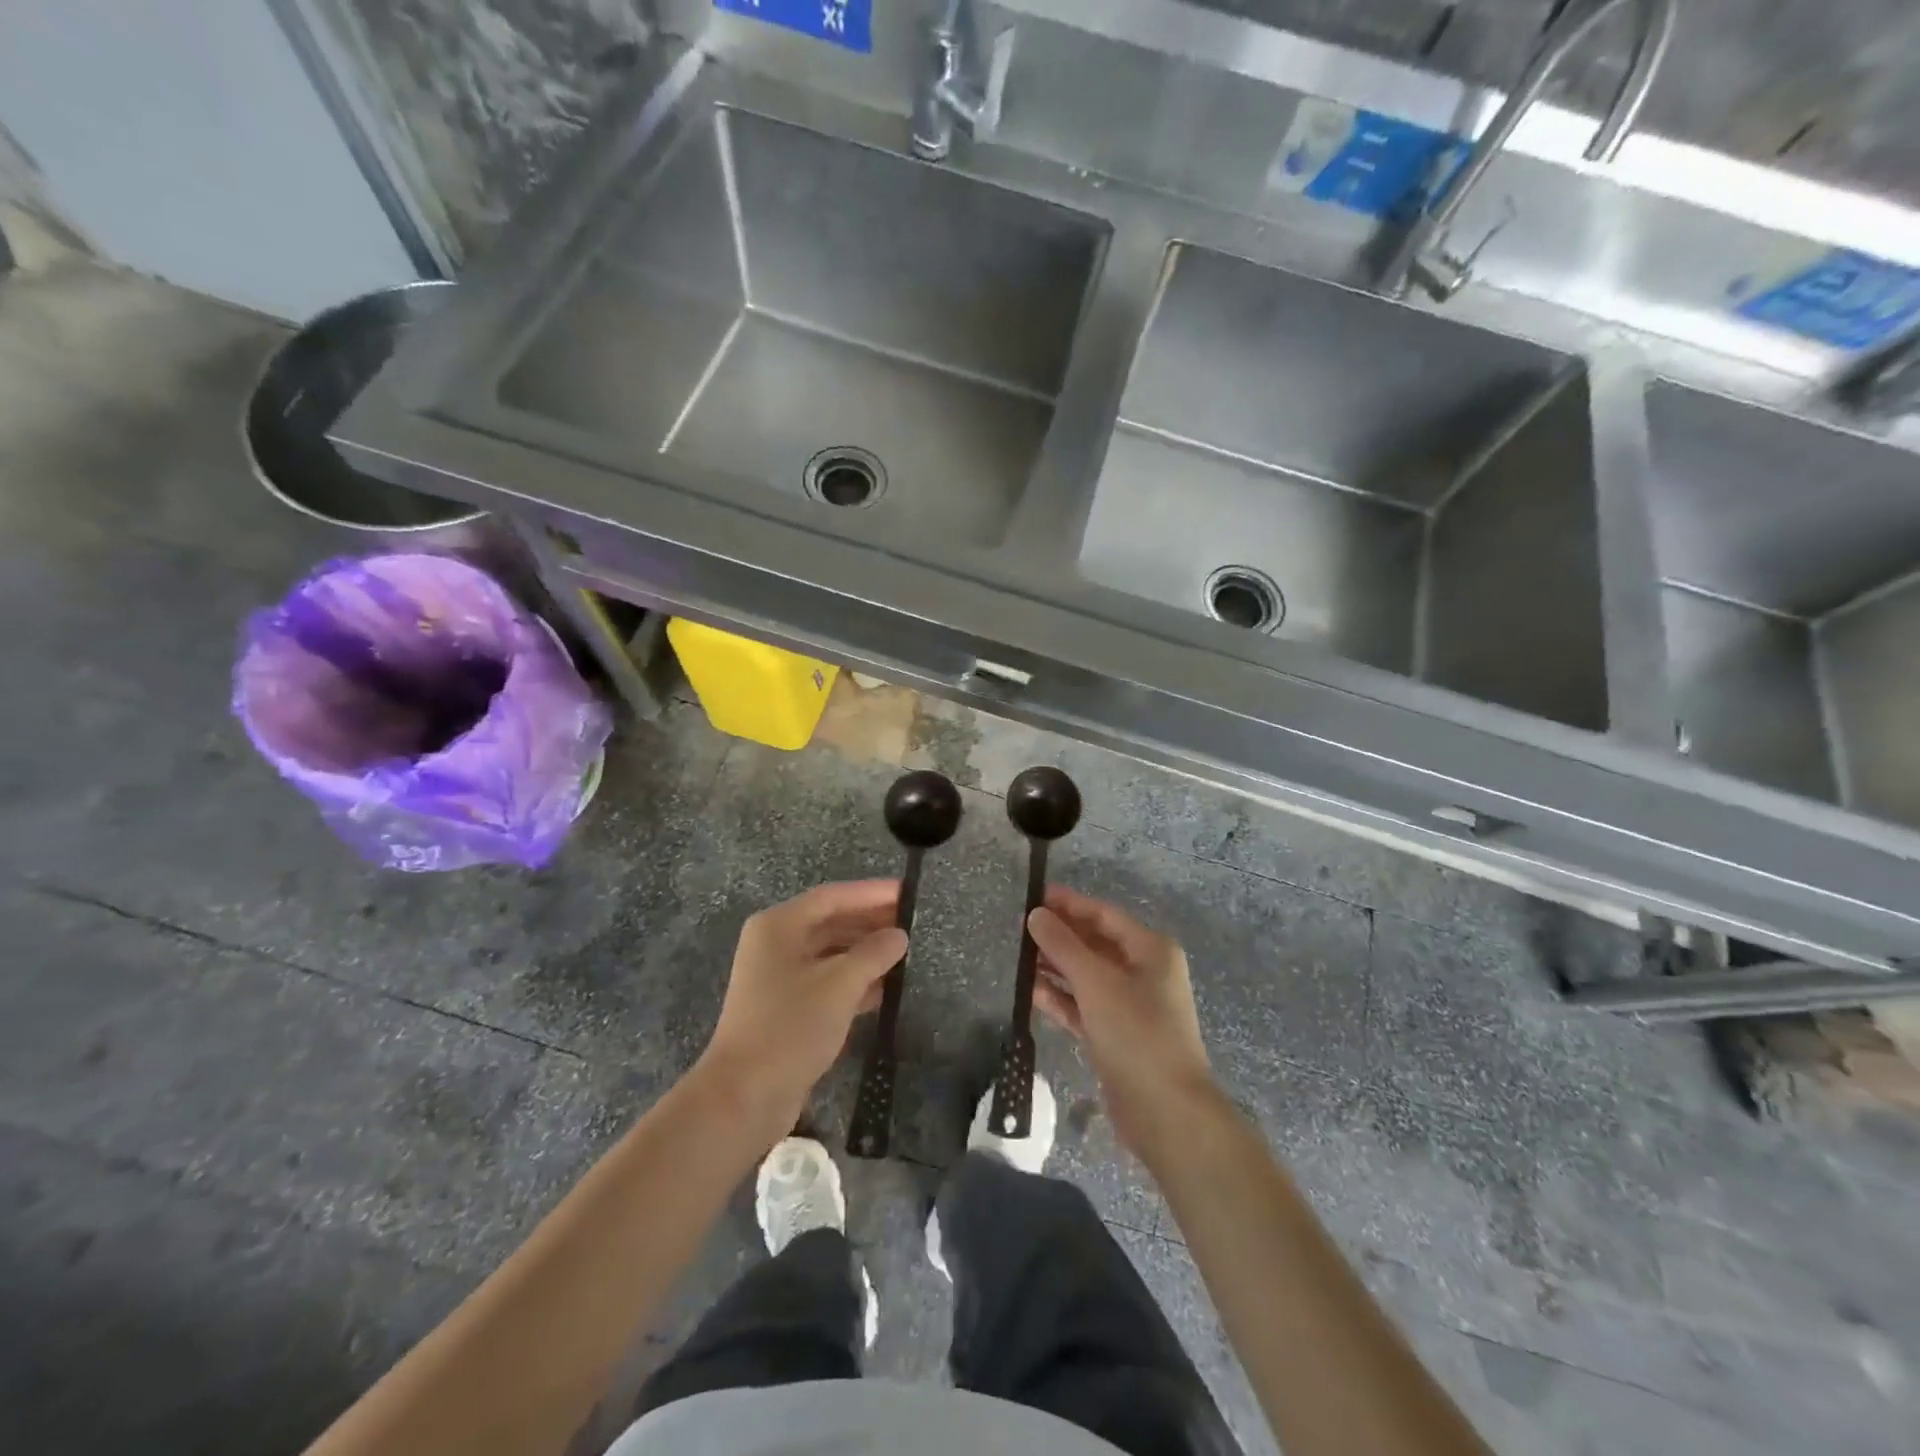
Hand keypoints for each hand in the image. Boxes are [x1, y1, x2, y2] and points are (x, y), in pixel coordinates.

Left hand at [696, 880, 907, 1138]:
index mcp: (779, 926)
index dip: (871, 893)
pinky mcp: (786, 1008)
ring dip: (865, 953)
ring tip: (905, 953)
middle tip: (912, 923)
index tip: (908, 892)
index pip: (832, 897)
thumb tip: (899, 936)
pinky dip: (854, 981)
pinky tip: (886, 988)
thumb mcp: (839, 984)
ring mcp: (779, 977)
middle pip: (830, 922)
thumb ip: (873, 953)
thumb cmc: (790, 1027)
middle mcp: (776, 944)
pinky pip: (826, 981)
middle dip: (870, 922)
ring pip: (830, 953)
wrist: (744, 1097)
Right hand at [1027, 885, 1218, 1158]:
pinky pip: (1084, 1006)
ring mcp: (1130, 1006)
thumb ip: (1063, 945)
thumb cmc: (1136, 1033)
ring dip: (1056, 967)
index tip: (1034, 897)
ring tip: (1019, 958)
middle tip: (1019, 929)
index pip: (1104, 915)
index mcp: (1151, 950)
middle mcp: (1144, 972)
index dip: (1069, 904)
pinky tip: (1031, 992)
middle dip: (1060, 937)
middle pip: (1095, 944)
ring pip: (1087, 976)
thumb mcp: (1096, 982)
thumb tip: (1036, 915)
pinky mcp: (1116, 1035)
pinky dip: (1061, 998)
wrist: (1167, 1113)